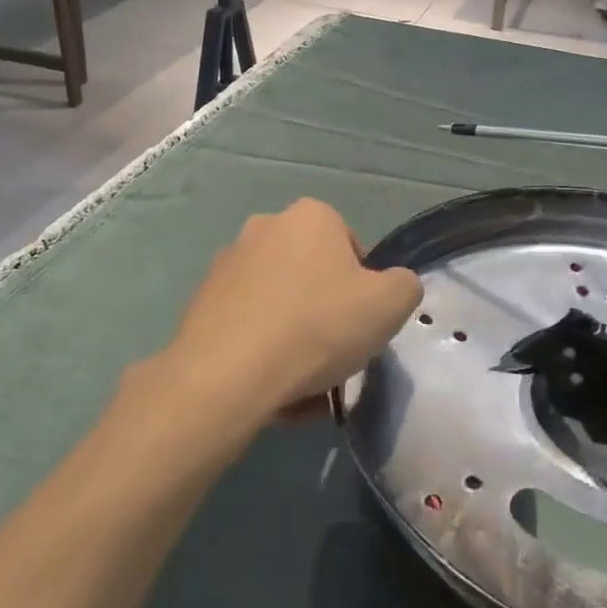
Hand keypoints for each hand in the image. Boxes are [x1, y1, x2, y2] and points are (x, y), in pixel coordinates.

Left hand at [162, 198, 422, 423]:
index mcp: (311, 216)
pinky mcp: (202, 301)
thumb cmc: (317, 327)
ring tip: (304, 387)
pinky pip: (249, 325)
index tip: (360, 326)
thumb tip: (392, 287)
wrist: (226, 376)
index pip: (352, 249)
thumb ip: (404, 286)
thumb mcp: (390, 305)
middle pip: (314, 277)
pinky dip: (263, 352)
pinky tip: (272, 391)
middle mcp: (265, 226)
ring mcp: (228, 263)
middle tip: (335, 357)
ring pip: (281, 305)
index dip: (363, 291)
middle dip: (327, 315)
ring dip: (296, 339)